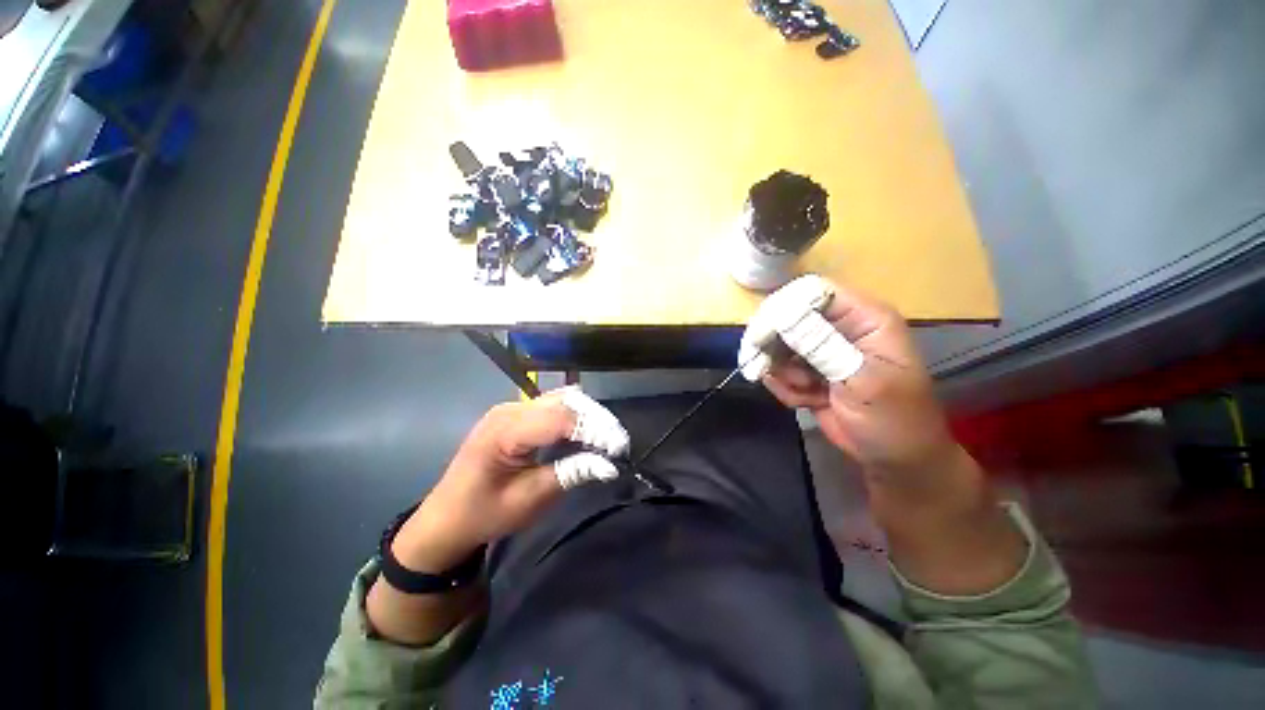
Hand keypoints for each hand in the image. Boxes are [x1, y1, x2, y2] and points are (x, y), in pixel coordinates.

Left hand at [394, 389, 627, 571]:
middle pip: (565, 401)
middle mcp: (510, 409)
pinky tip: (585, 434)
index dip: (595, 429)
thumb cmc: (483, 514)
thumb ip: (569, 475)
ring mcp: (512, 408)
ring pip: (562, 399)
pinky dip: (575, 417)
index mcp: (505, 430)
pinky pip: (554, 406)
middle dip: (596, 420)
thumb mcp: (528, 501)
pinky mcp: (517, 413)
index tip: (619, 449)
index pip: (561, 417)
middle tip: (617, 445)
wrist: (445, 517)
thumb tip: (610, 464)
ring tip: (606, 440)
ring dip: (588, 416)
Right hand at [755, 280, 955, 488]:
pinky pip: (777, 369)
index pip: (813, 292)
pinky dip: (785, 387)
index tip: (762, 336)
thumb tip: (781, 315)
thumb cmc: (894, 420)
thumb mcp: (862, 381)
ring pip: (777, 345)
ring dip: (782, 372)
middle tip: (765, 369)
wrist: (894, 460)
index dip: (784, 308)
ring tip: (806, 392)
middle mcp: (839, 326)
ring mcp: (820, 349)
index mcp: (864, 318)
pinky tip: (807, 401)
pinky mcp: (806, 370)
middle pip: (786, 316)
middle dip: (774, 346)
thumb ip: (822, 346)